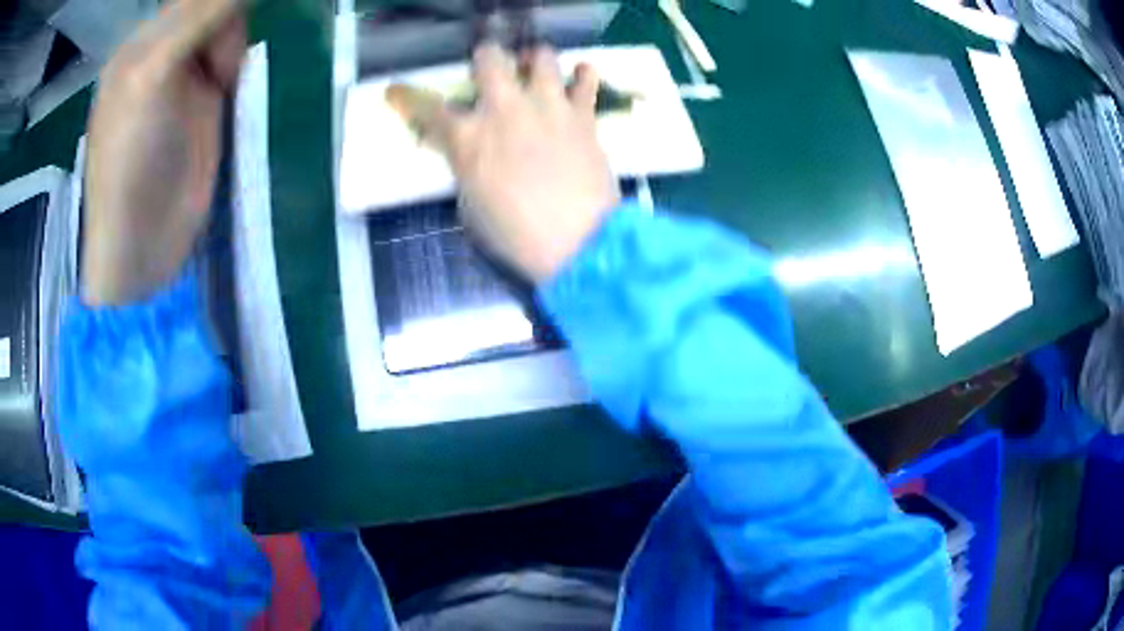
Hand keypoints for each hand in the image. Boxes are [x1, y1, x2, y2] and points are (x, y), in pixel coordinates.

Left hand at [82, 0, 244, 305]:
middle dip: (228, 22)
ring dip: (234, 44)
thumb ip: (197, 17)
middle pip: (213, 7)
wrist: (143, 244)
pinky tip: (229, 86)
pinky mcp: (207, 104)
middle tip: (216, 64)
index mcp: (142, 45)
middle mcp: (163, 54)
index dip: (219, 0)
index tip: (224, 32)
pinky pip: (234, 60)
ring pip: (229, 29)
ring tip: (221, 83)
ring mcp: (187, 79)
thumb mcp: (153, 76)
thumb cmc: (130, 162)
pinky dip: (241, 63)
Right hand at [389, 44, 620, 281]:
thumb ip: (465, 165)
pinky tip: (578, 78)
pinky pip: (586, 79)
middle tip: (490, 71)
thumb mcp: (471, 205)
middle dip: (485, 58)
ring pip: (540, 56)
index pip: (427, 108)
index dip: (406, 97)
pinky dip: (581, 75)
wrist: (578, 244)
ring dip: (533, 61)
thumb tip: (466, 149)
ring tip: (535, 73)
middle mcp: (505, 110)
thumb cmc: (516, 235)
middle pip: (489, 58)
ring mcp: (547, 107)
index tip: (395, 90)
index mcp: (468, 138)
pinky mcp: (582, 115)